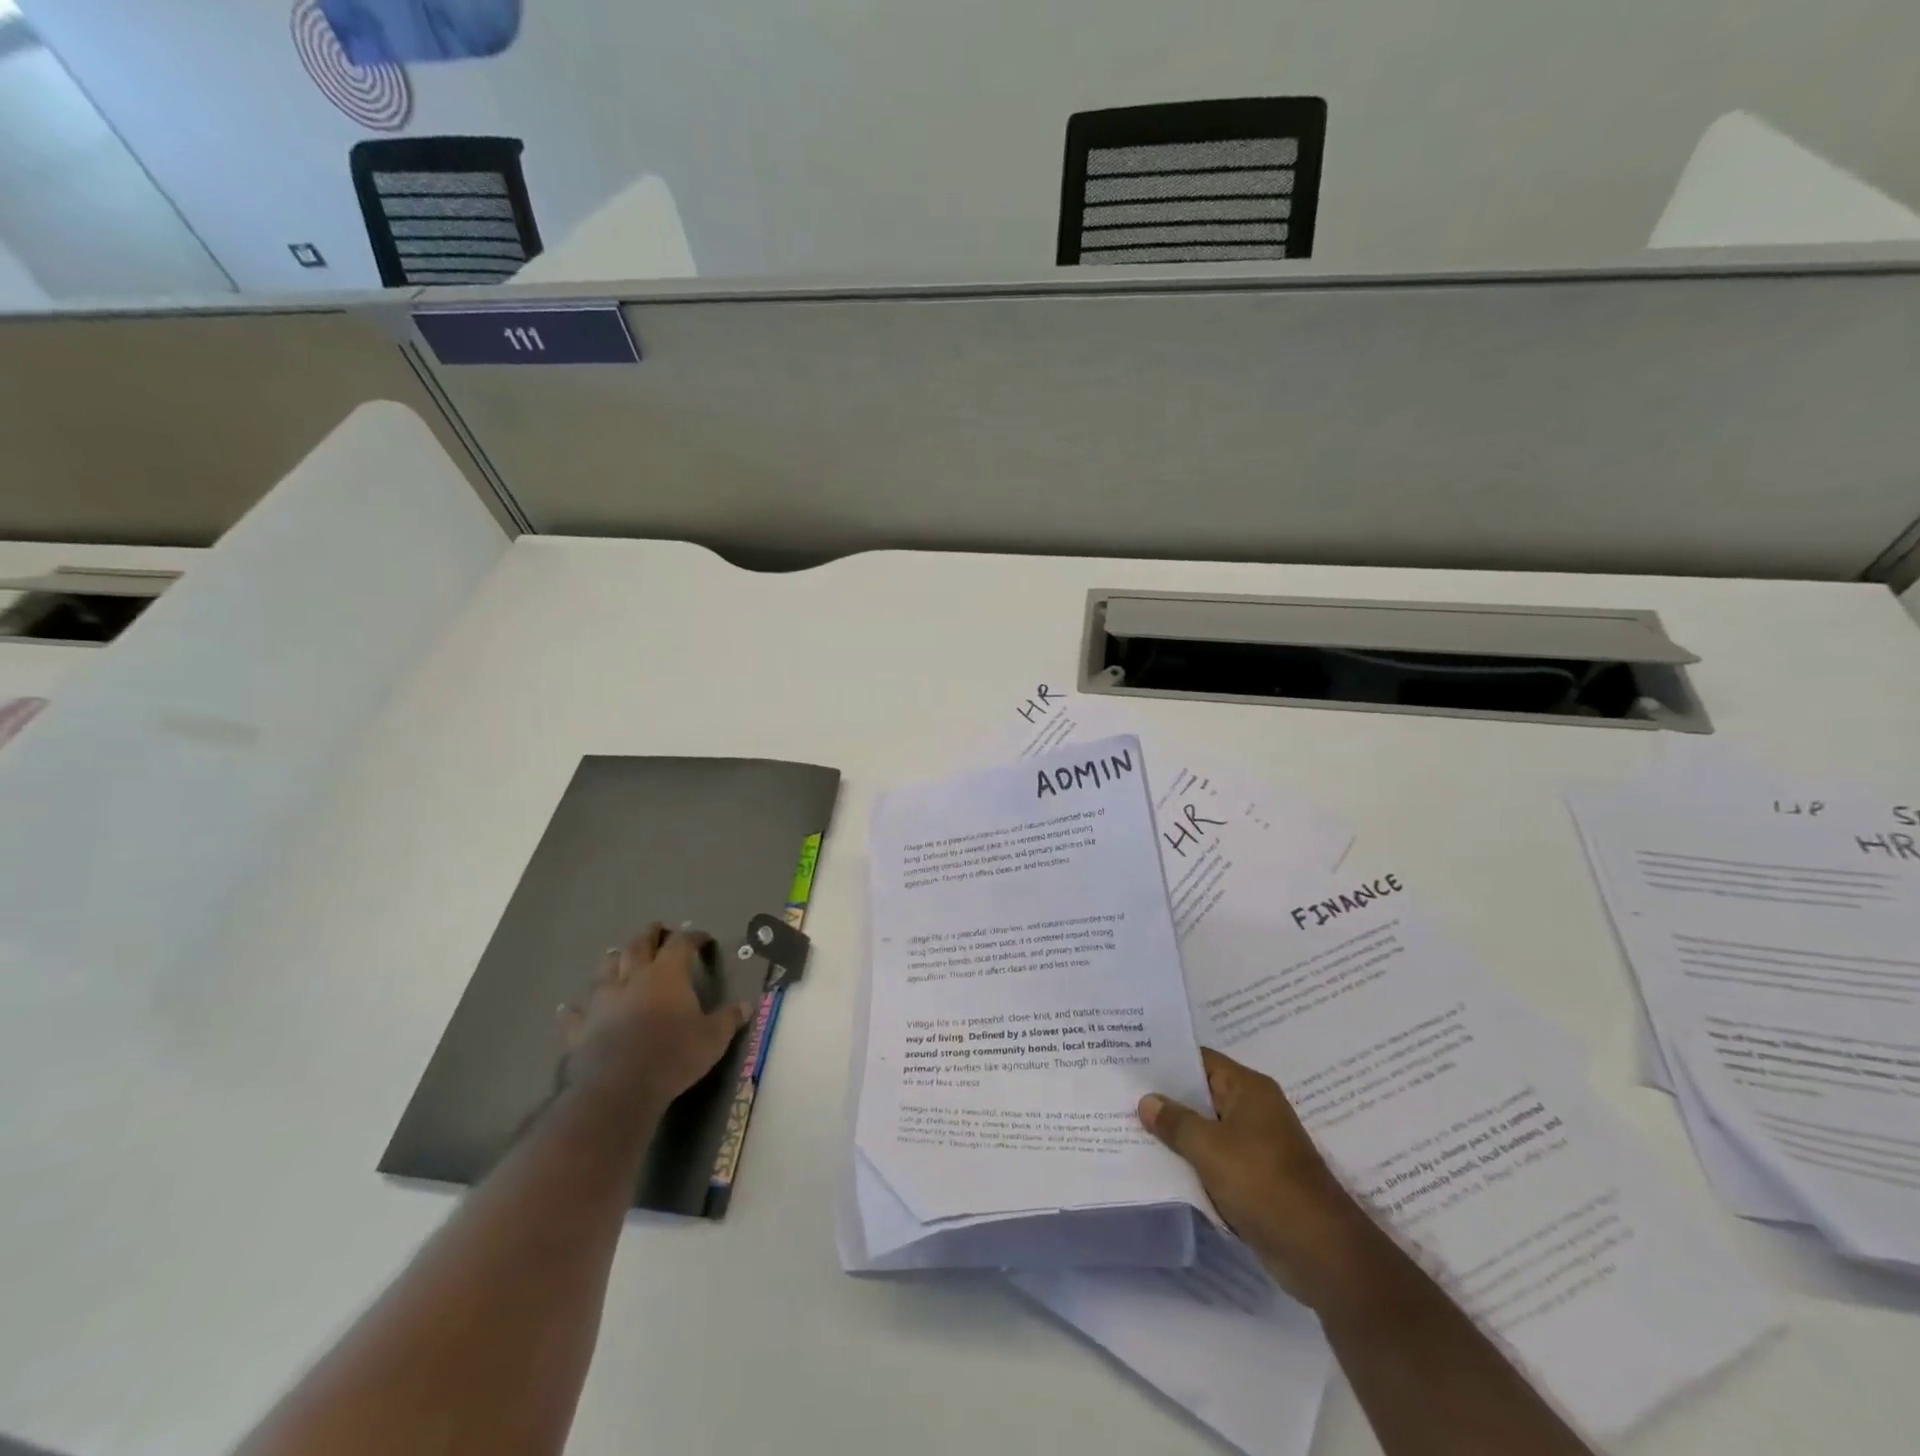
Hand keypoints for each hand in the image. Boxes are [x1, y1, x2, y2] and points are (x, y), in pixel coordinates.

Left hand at [556, 923, 754, 1112]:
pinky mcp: (581, 1028)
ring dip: (614, 959)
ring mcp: (603, 1001)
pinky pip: (575, 1013)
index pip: (681, 943)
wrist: (620, 1088)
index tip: (702, 938)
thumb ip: (729, 1019)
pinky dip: (575, 1009)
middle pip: (639, 945)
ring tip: (618, 955)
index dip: (692, 937)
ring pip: (606, 969)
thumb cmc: (674, 1055)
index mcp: (668, 974)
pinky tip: (569, 1008)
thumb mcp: (713, 1038)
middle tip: (657, 929)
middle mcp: (633, 978)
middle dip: (650, 934)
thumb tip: (747, 1005)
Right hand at [1140, 1047, 1373, 1306]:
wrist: (1320, 1253)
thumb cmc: (1264, 1184)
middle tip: (1121, 1094)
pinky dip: (1191, 1163)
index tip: (1129, 1060)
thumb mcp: (1210, 1147)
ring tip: (1129, 1127)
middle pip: (1200, 1095)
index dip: (1165, 1059)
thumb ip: (1175, 1121)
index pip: (1200, 1060)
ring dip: (1176, 1134)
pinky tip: (1158, 1166)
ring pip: (1205, 1130)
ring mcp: (1255, 1146)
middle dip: (1165, 1099)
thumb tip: (1146, 1101)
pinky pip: (1214, 1161)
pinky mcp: (1254, 1180)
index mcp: (1248, 1089)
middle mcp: (1253, 1110)